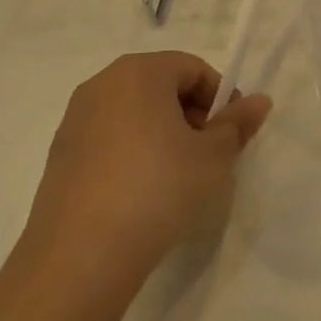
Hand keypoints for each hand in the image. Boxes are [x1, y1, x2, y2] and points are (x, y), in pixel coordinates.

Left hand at [14, 52, 269, 318]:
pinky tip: (145, 192)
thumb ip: (238, 123)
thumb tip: (260, 100)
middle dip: (192, 114)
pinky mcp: (61, 154)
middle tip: (210, 154)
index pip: (193, 68)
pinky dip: (134, 152)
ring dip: (163, 134)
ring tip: (179, 176)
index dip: (221, 97)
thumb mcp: (212, 156)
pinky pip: (110, 139)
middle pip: (161, 86)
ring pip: (134, 113)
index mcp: (139, 72)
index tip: (232, 133)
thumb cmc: (159, 187)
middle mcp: (102, 85)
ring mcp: (75, 120)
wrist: (82, 253)